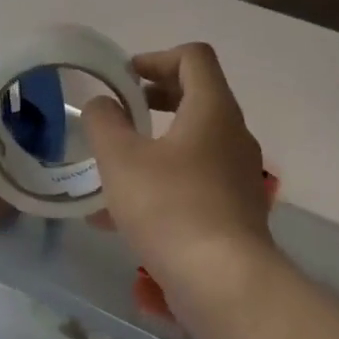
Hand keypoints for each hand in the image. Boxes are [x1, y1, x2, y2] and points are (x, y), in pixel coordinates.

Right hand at [81, 43, 276, 295]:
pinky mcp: (233, 210)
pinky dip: (161, 183)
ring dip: (153, 145)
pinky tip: (120, 216)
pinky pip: (194, 182)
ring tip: (112, 166)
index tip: (124, 78)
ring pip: (192, 144)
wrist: (223, 281)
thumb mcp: (121, 160)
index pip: (194, 58)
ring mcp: (237, 175)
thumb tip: (101, 104)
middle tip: (120, 111)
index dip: (156, 57)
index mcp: (212, 110)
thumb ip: (104, 123)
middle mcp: (233, 135)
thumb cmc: (170, 208)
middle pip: (196, 98)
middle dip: (153, 99)